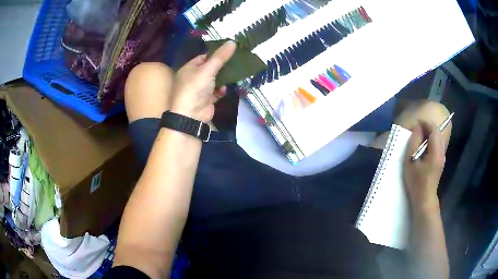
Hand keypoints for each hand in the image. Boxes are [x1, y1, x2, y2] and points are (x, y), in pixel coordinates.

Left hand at [170, 41, 235, 121]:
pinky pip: (216, 91)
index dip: (215, 54)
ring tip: (234, 73)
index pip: (203, 57)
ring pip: (214, 80)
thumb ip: (220, 57)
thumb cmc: (195, 88)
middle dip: (222, 66)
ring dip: (223, 78)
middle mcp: (193, 78)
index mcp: (189, 68)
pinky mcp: (206, 99)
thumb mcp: (208, 69)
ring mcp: (200, 89)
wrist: (191, 115)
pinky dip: (220, 90)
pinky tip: (224, 89)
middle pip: (210, 68)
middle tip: (236, 61)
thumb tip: (233, 42)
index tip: (229, 51)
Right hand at [403, 121, 445, 210]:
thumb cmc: (416, 182)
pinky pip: (437, 144)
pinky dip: (431, 140)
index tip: (416, 123)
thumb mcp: (411, 162)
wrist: (424, 198)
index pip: (434, 129)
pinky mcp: (441, 159)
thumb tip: (417, 128)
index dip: (425, 123)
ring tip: (419, 138)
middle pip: (437, 132)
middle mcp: (442, 152)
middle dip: (427, 127)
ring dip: (429, 134)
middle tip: (416, 131)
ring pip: (438, 137)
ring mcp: (442, 156)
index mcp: (436, 152)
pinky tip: (424, 147)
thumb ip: (414, 142)